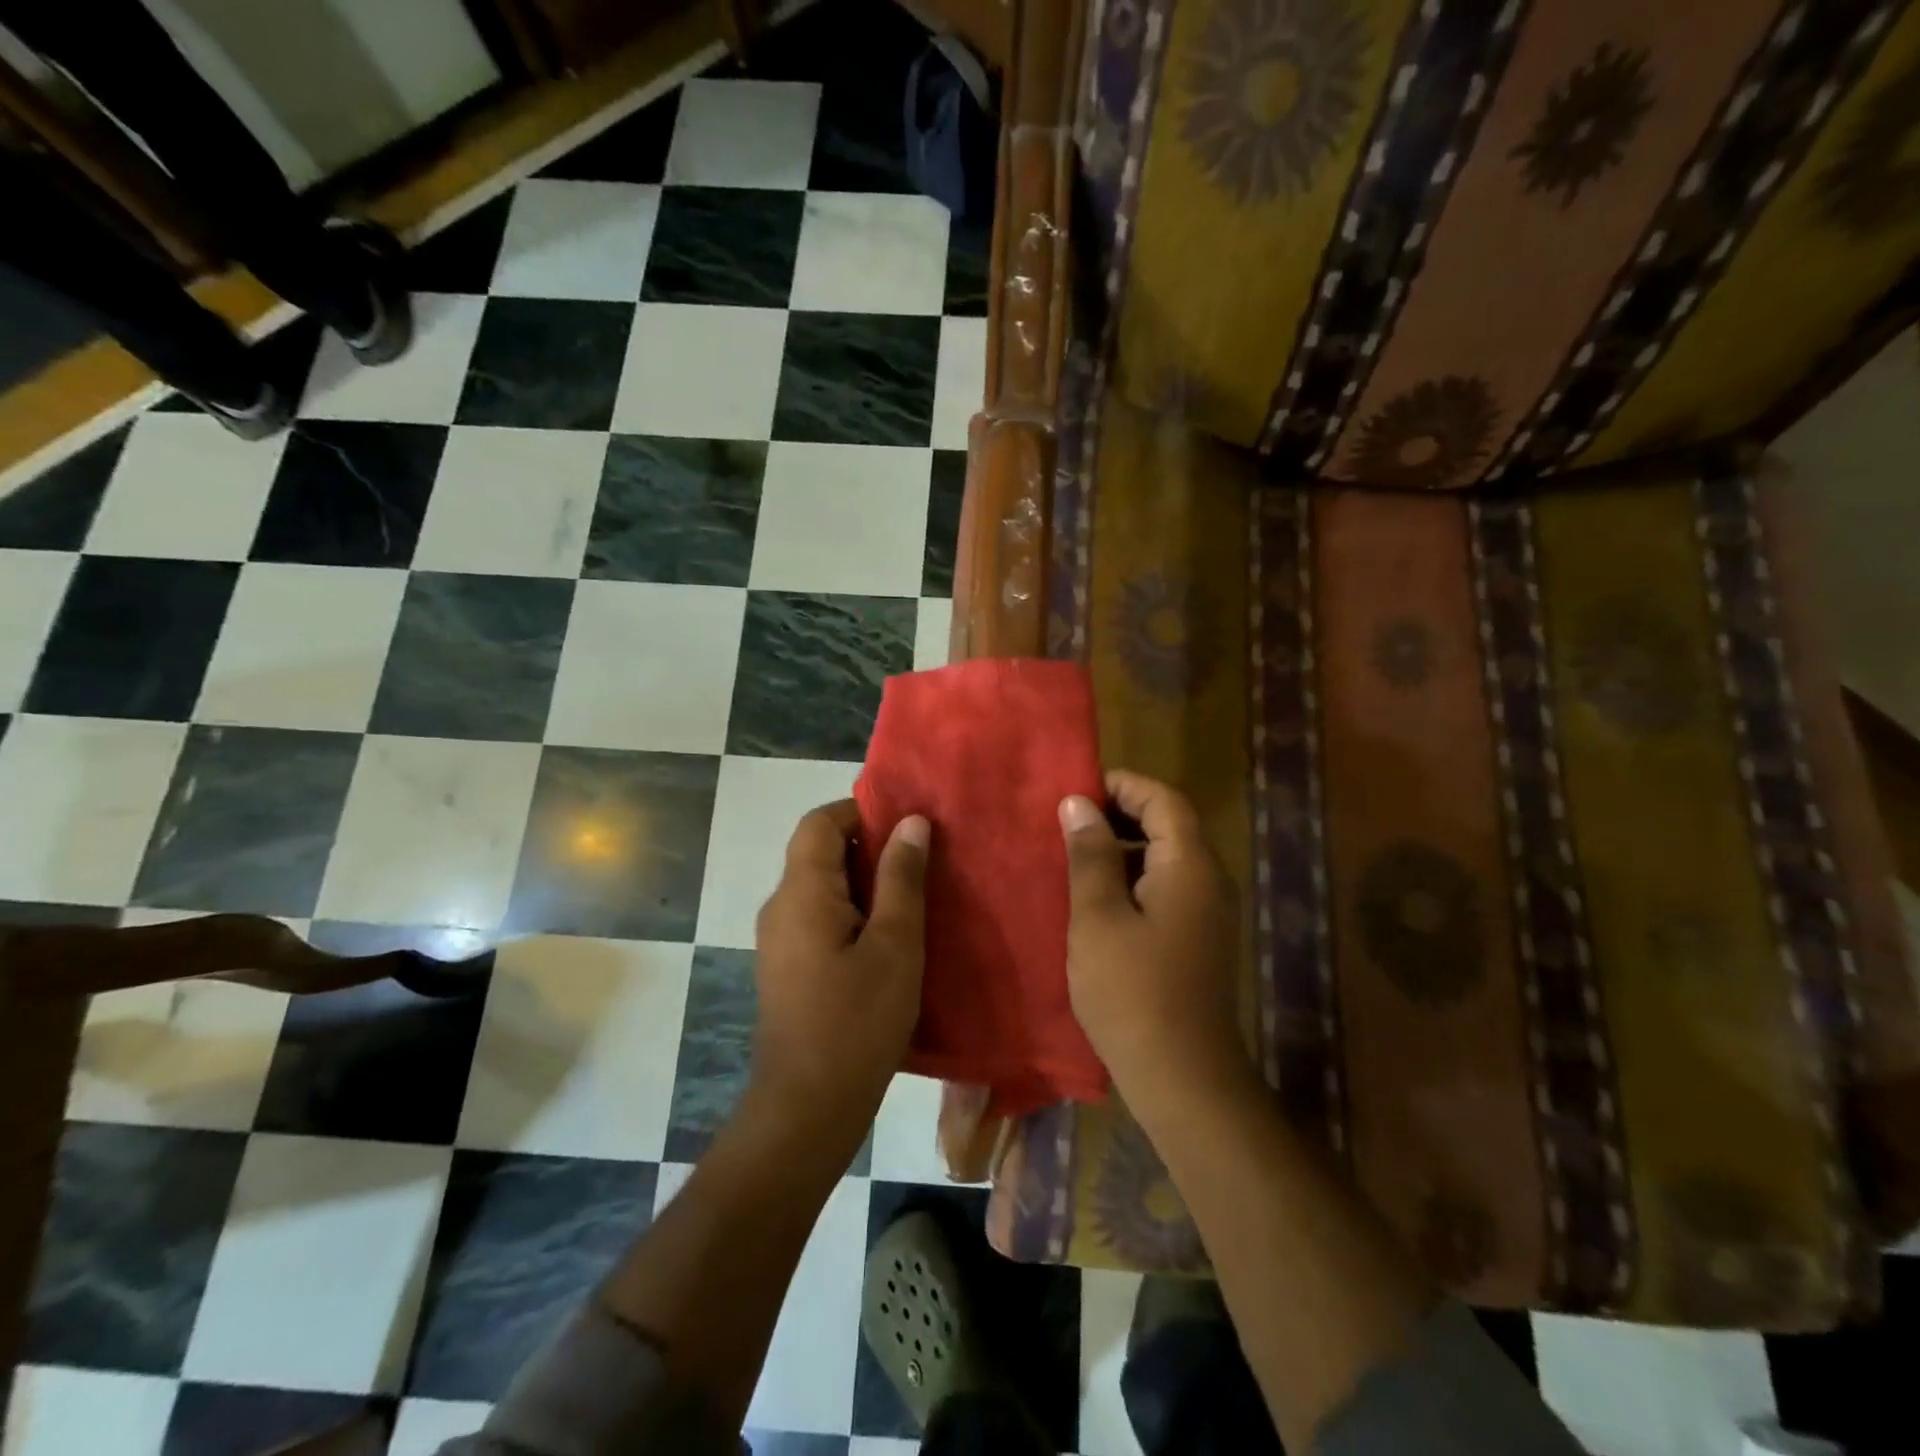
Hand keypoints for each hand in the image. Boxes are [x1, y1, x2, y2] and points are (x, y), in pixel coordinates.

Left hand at [749, 801, 929, 1137]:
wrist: (807, 1108)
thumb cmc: (857, 1021)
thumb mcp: (895, 944)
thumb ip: (902, 878)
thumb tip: (911, 822)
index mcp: (802, 891)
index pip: (820, 821)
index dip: (861, 810)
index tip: (907, 825)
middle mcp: (781, 906)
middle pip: (818, 851)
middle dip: (868, 846)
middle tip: (921, 860)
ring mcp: (779, 939)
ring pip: (821, 886)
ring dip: (863, 881)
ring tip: (912, 896)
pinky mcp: (787, 967)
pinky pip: (818, 917)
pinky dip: (852, 911)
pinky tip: (888, 938)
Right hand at [1059, 771, 1248, 1113]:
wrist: (1183, 1077)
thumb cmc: (1132, 991)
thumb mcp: (1098, 917)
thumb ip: (1090, 855)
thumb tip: (1079, 803)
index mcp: (1189, 865)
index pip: (1163, 799)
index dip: (1121, 785)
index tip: (1075, 791)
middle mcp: (1208, 879)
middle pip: (1168, 824)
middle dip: (1118, 814)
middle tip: (1066, 823)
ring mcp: (1206, 912)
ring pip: (1164, 857)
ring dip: (1121, 848)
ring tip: (1072, 856)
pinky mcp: (1197, 938)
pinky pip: (1165, 888)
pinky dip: (1131, 879)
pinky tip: (1095, 900)